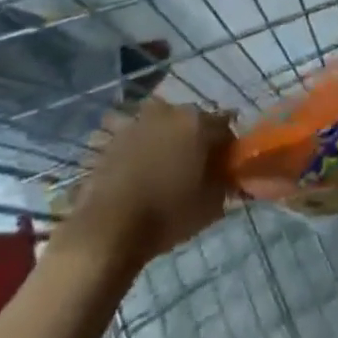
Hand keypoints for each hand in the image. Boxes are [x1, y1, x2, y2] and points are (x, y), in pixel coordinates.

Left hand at [61, 99, 233, 266]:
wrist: (110, 227)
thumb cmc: (167, 214)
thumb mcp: (210, 206)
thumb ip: (225, 183)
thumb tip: (228, 175)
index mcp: (198, 122)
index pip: (225, 126)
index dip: (227, 147)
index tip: (225, 167)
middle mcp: (170, 110)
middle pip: (193, 120)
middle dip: (197, 139)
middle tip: (196, 167)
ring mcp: (140, 119)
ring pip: (163, 124)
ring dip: (168, 138)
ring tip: (164, 167)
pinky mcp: (115, 134)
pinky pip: (137, 134)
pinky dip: (142, 146)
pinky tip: (139, 168)